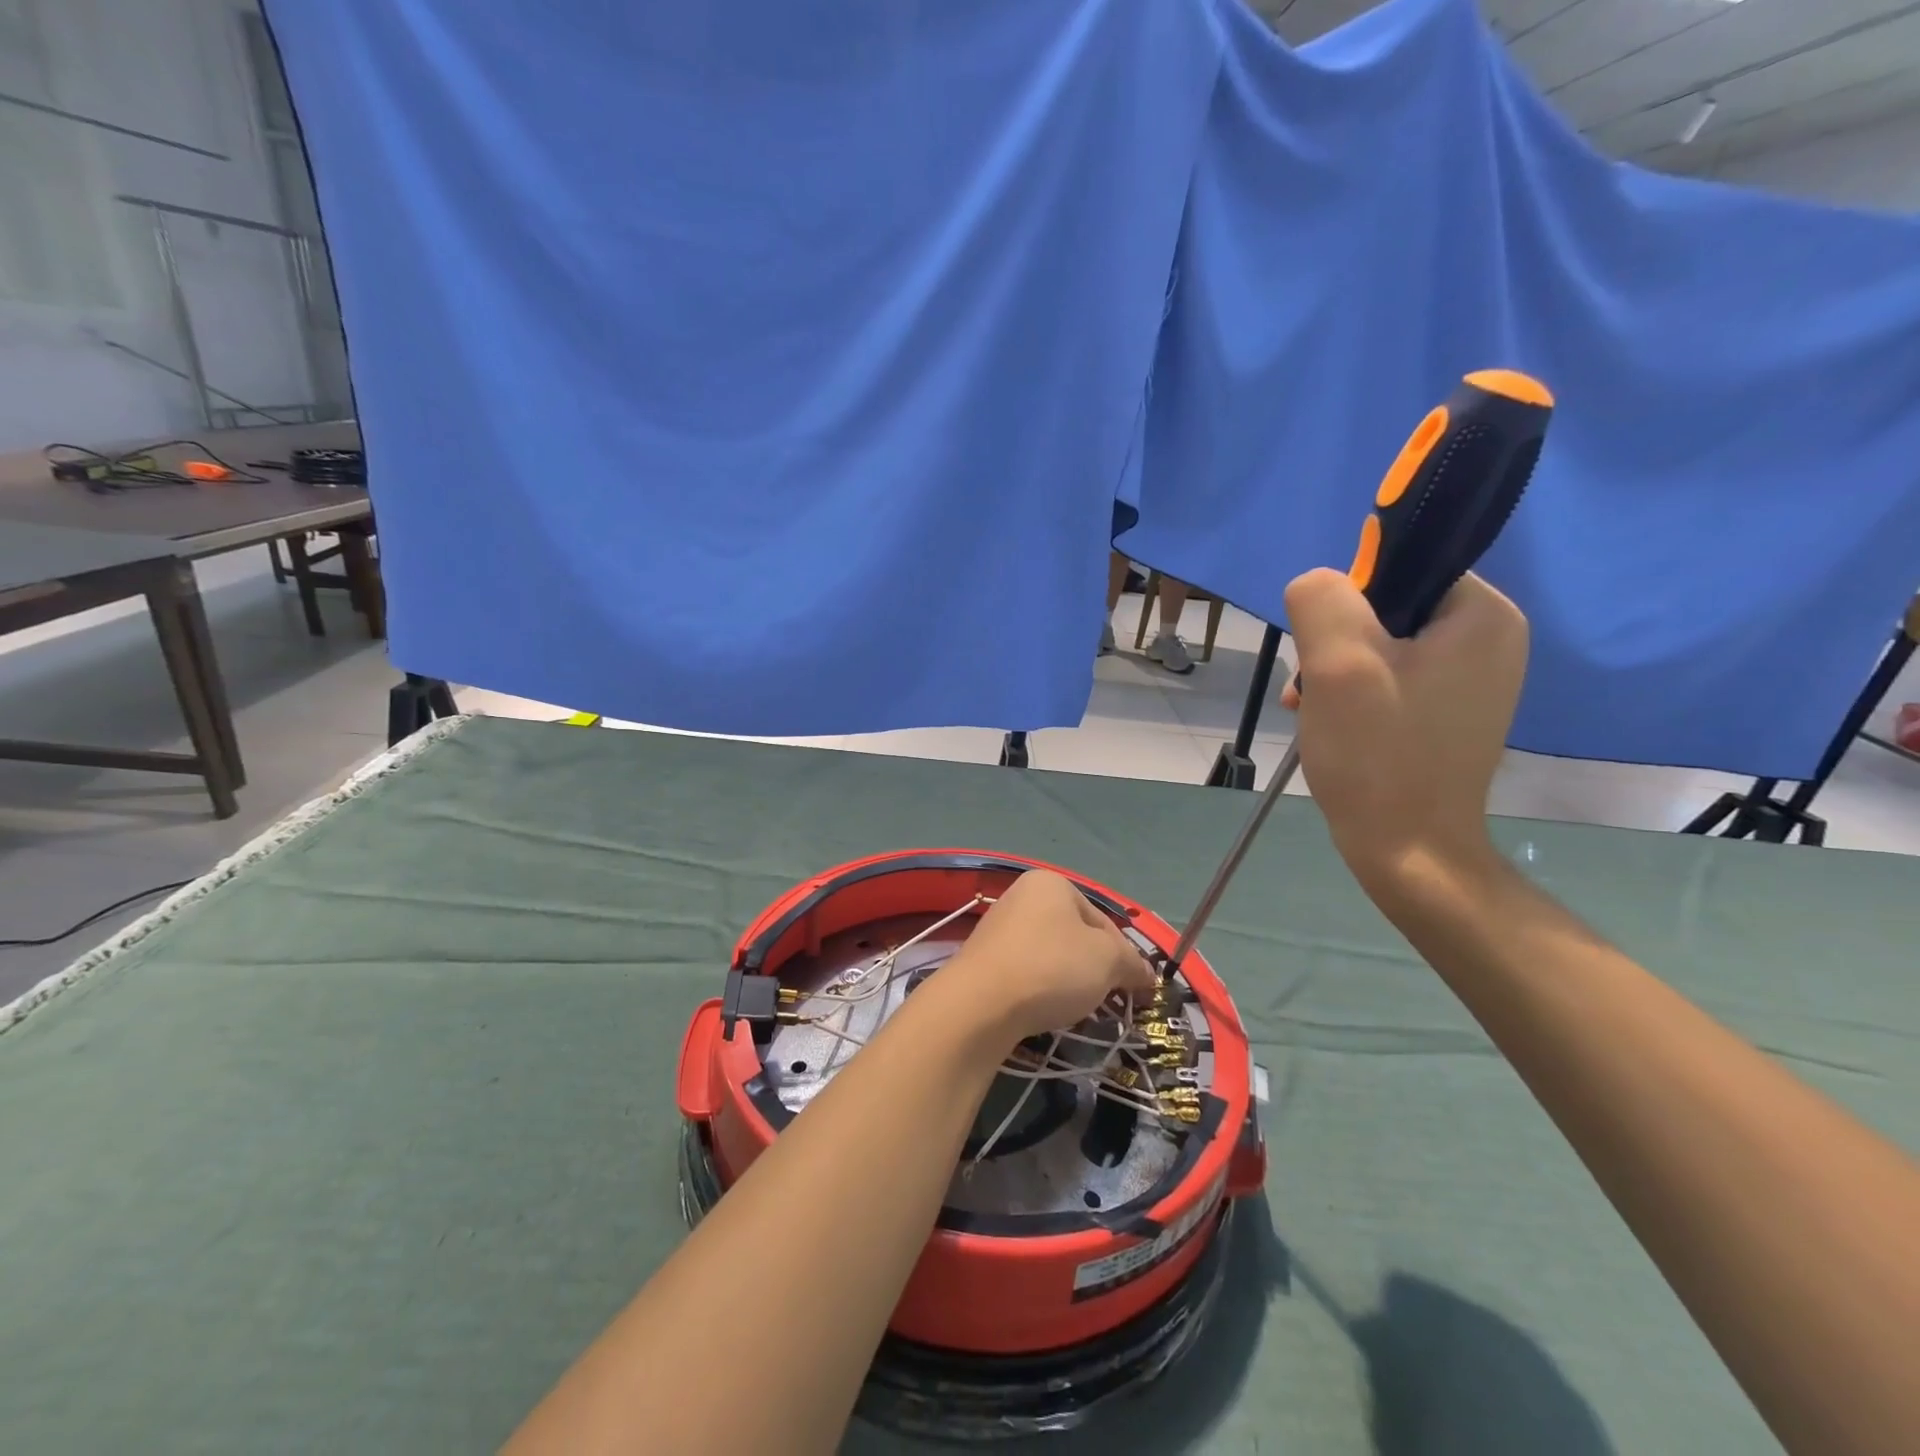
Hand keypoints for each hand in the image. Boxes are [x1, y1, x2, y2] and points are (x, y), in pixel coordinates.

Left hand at [944, 871, 1157, 1045]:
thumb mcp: (1108, 961)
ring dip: (1069, 982)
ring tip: (1075, 1009)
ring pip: (1051, 956)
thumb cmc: (1052, 967)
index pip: (1103, 921)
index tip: (1134, 991)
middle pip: (1076, 937)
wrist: (980, 1002)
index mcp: (1052, 883)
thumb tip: (1146, 974)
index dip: (1124, 957)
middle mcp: (1022, 896)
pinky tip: (1044, 1010)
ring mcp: (999, 927)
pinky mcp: (984, 959)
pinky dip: (1041, 989)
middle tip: (1107, 1002)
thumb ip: (1132, 964)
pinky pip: (1027, 972)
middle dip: (1095, 970)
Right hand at [1281, 568, 1526, 887]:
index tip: (1325, 651)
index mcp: (1484, 616)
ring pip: (1380, 646)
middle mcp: (1490, 640)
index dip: (1349, 602)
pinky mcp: (1448, 712)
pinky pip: (1390, 678)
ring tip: (1314, 710)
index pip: (1402, 567)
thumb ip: (1322, 599)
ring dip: (1335, 672)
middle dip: (1335, 644)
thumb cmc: (1378, 753)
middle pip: (1387, 609)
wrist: (1407, 851)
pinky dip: (1352, 695)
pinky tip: (1331, 724)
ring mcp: (1472, 680)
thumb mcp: (1338, 663)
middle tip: (1311, 687)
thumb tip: (1317, 584)